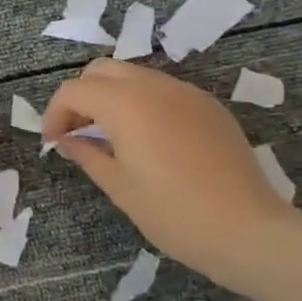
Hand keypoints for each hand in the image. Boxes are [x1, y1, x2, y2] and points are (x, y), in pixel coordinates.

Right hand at [41, 59, 292, 279]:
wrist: (248, 230)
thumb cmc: (173, 213)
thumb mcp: (119, 187)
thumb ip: (87, 154)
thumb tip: (68, 140)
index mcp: (125, 103)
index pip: (74, 90)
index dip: (55, 112)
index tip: (53, 141)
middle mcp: (154, 86)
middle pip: (102, 70)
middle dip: (82, 95)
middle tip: (78, 131)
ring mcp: (186, 92)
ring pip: (135, 76)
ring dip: (113, 97)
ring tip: (111, 137)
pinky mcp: (209, 106)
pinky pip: (164, 91)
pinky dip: (144, 104)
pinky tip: (150, 141)